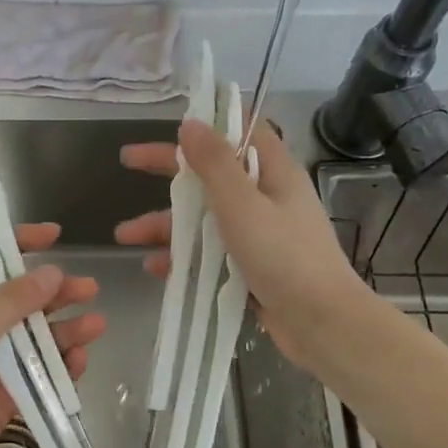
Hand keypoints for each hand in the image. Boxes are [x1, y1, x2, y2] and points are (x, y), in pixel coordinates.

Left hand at [0, 223, 104, 447]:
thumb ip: (9, 304)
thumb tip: (52, 273)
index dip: (17, 246)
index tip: (54, 235)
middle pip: (18, 304)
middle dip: (53, 295)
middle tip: (89, 289)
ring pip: (33, 341)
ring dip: (64, 332)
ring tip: (96, 326)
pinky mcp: (3, 401)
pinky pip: (38, 377)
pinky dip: (59, 368)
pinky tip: (80, 362)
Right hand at [115, 118, 369, 375]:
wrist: (322, 325)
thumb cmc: (284, 256)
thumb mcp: (243, 204)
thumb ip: (215, 163)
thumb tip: (191, 123)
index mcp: (274, 173)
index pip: (241, 131)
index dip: (209, 122)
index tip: (173, 122)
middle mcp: (267, 199)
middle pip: (212, 175)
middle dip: (169, 171)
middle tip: (127, 161)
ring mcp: (259, 236)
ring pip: (205, 219)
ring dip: (166, 224)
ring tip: (124, 235)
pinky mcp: (251, 269)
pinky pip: (210, 255)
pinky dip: (182, 258)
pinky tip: (155, 268)